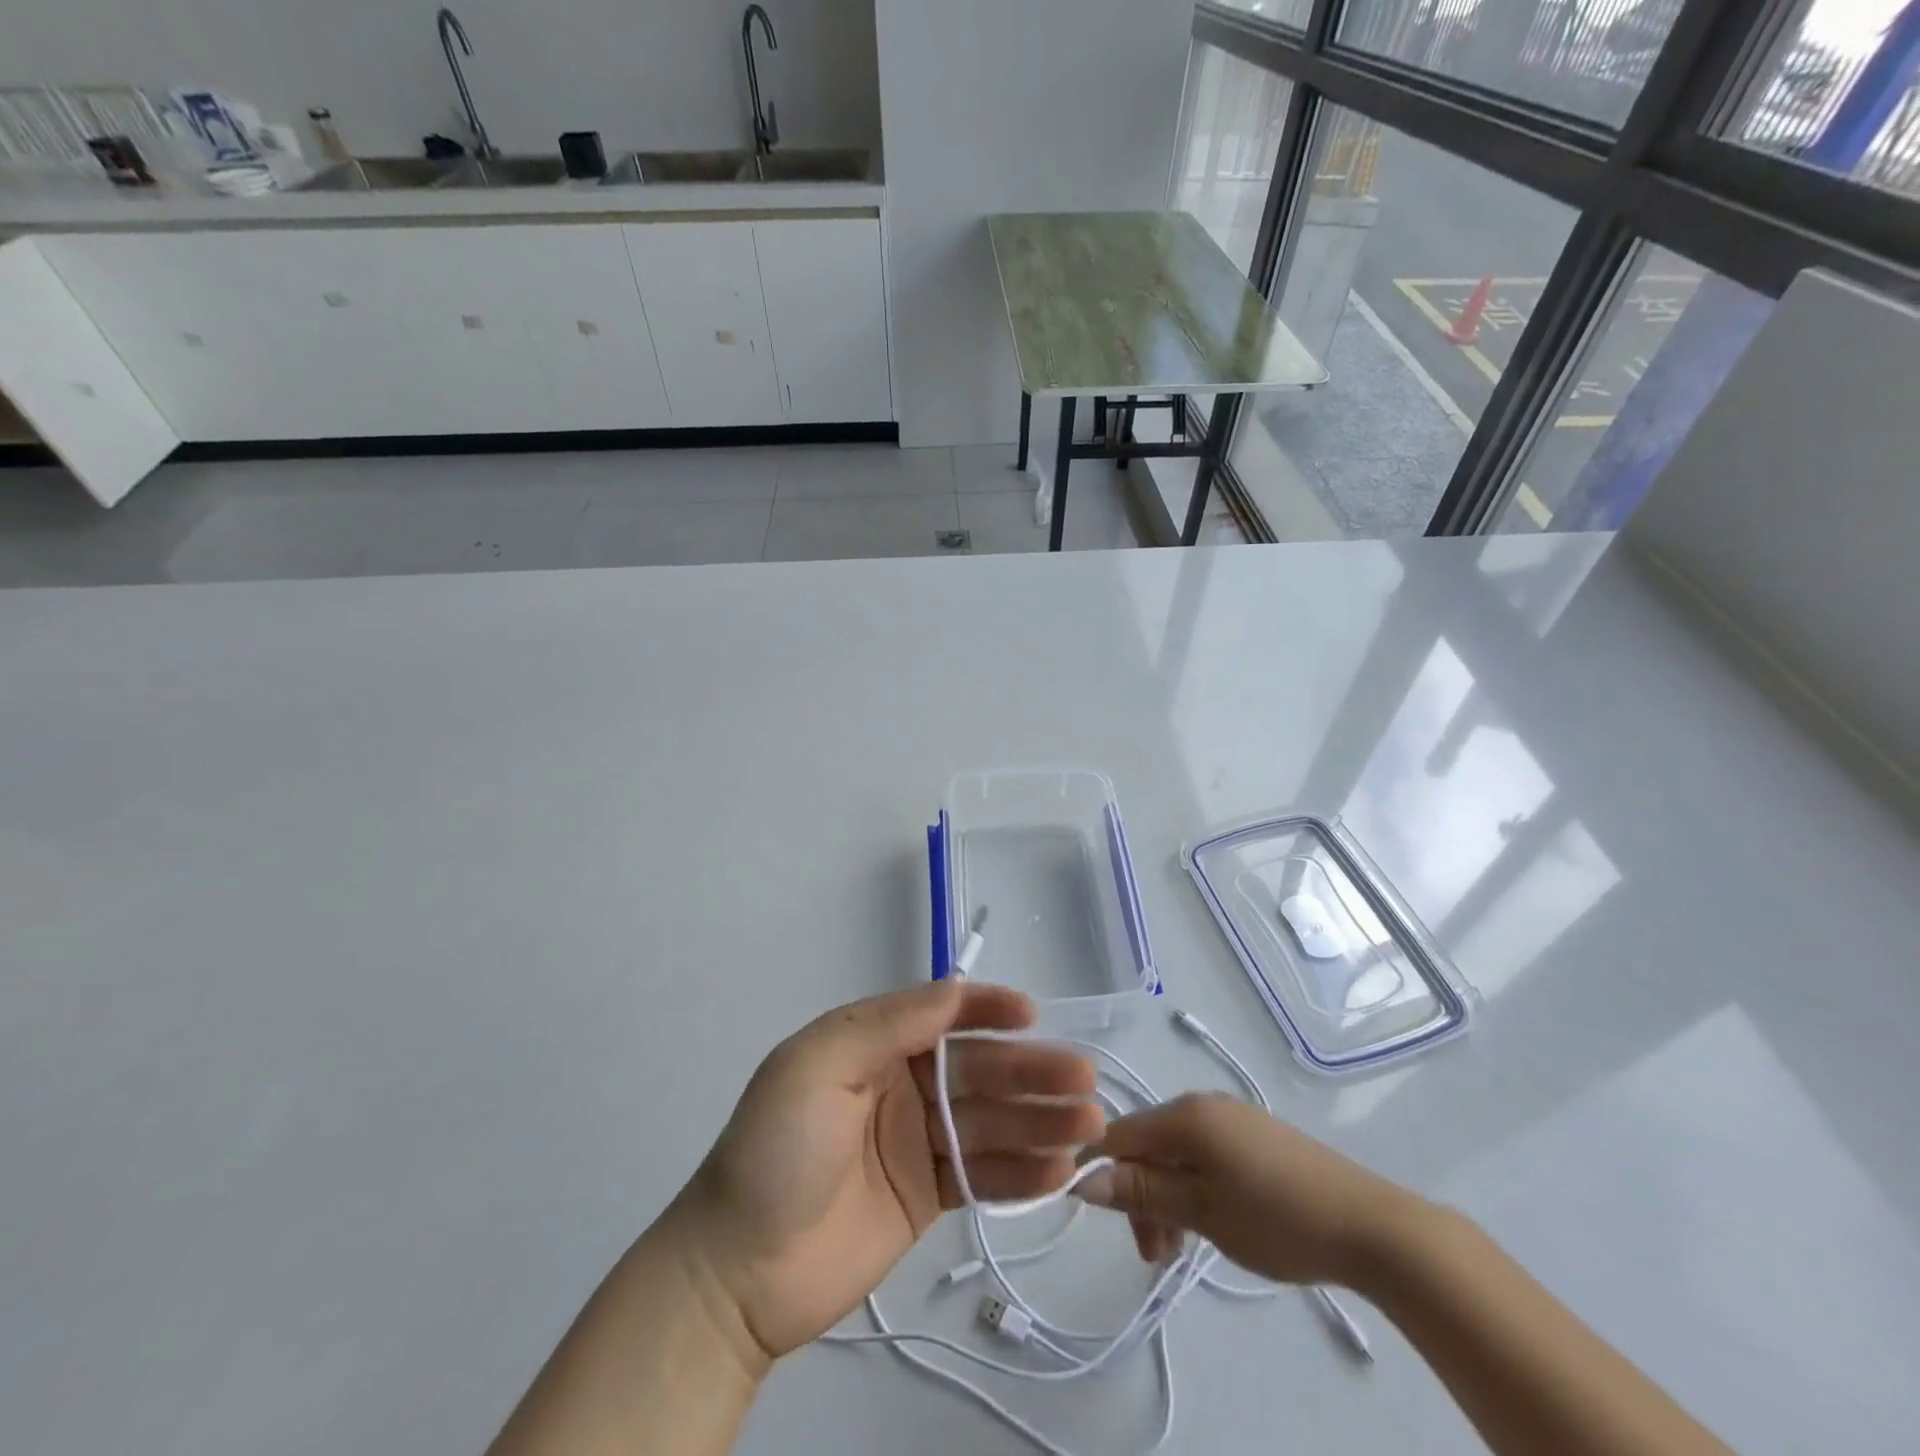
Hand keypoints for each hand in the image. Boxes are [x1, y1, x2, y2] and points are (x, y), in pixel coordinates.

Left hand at [663, 980, 1100, 1362]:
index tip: (1030, 1015)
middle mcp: (900, 1083)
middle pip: (976, 1071)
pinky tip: (1059, 1171)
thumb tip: (955, 988)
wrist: (738, 1274)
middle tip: (1083, 1080)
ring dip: (1038, 1122)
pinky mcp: (926, 1194)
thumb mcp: (817, 1068)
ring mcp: (915, 1141)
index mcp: (871, 1044)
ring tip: (1089, 1128)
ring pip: (988, 1122)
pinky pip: (981, 1175)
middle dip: (1029, 1072)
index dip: (986, 1010)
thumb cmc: (775, 1152)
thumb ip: (888, 1026)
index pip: (939, 1014)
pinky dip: (1020, 1173)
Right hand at [1077, 1093, 1421, 1286]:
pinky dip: (1193, 1189)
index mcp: (1185, 1115)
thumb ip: (1141, 1192)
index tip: (1099, 1219)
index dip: (1099, 1169)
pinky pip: (1203, 1156)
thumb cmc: (1277, 1218)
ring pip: (1175, 1154)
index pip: (1118, 1132)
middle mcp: (1202, 1104)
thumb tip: (1082, 1179)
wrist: (1371, 1226)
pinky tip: (1208, 1224)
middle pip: (1147, 1144)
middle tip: (1154, 1255)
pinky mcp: (1254, 1137)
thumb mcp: (1201, 1211)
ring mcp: (1231, 1118)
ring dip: (1165, 1198)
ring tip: (1179, 1251)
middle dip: (1139, 1195)